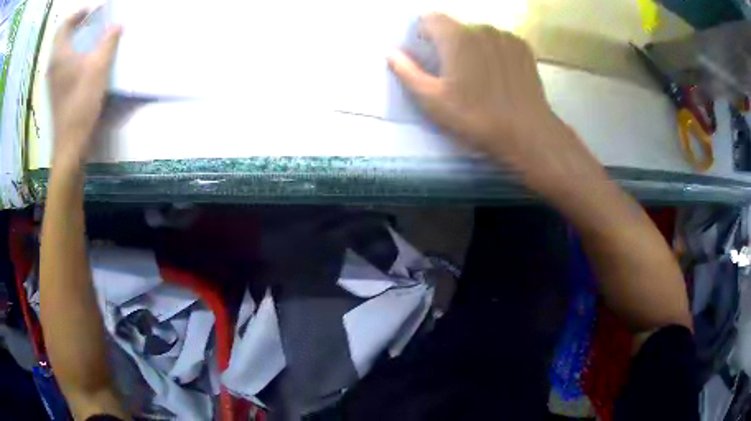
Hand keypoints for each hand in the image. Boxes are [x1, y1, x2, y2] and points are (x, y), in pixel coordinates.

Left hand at [48, 9, 120, 165]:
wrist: (70, 143)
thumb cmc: (81, 103)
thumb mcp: (99, 67)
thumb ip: (109, 42)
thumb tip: (117, 26)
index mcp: (60, 55)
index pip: (64, 25)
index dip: (77, 14)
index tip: (91, 12)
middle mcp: (54, 65)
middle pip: (63, 37)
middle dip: (78, 26)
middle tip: (94, 22)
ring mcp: (53, 80)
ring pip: (63, 51)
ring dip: (76, 40)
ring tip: (92, 39)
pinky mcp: (57, 91)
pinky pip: (64, 64)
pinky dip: (74, 55)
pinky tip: (86, 60)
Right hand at [388, 14, 603, 199]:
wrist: (527, 132)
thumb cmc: (476, 117)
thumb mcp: (432, 101)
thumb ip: (407, 72)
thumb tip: (392, 53)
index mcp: (457, 36)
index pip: (430, 18)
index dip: (424, 33)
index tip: (428, 53)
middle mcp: (482, 28)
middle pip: (456, 26)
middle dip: (449, 42)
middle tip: (454, 72)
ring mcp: (505, 36)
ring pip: (479, 33)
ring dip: (472, 46)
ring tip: (479, 75)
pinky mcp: (523, 47)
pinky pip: (499, 41)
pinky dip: (493, 51)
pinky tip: (499, 74)